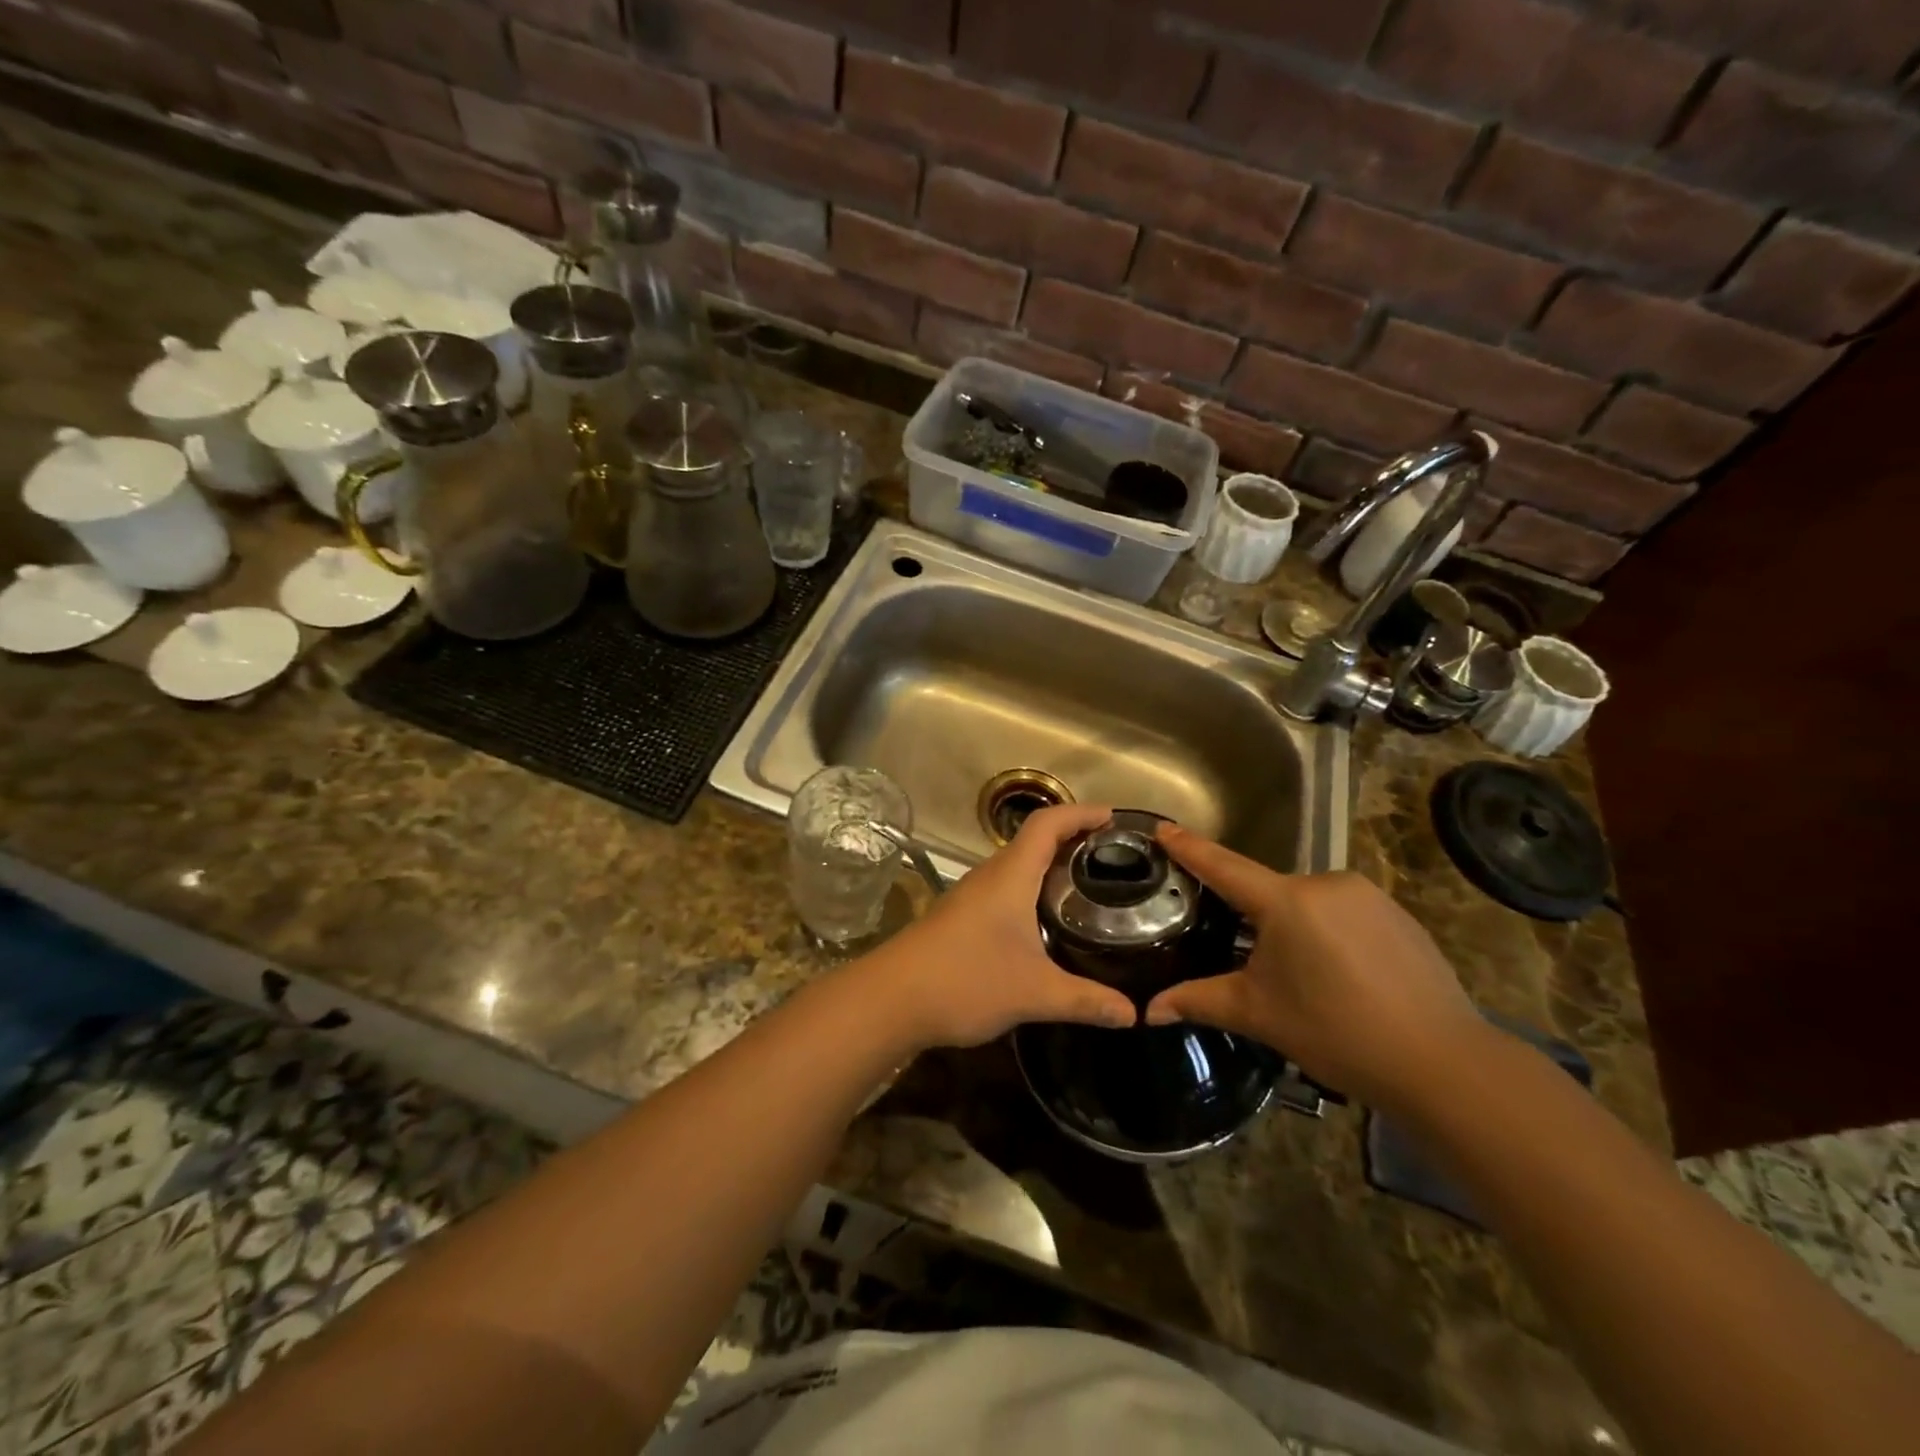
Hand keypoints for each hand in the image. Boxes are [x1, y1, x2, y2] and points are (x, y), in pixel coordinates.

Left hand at [856, 804, 1138, 1050]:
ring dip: (1052, 866)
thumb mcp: (1034, 993)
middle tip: (1114, 858)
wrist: (891, 999)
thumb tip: (1135, 1014)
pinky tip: (1049, 921)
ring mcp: (973, 895)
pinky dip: (1034, 890)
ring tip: (1090, 886)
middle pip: (1035, 840)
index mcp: (1010, 875)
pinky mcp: (963, 917)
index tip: (1115, 820)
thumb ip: (1086, 1000)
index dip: (1082, 813)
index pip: (1048, 823)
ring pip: (1019, 866)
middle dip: (1074, 840)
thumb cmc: (965, 980)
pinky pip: (1007, 888)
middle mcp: (991, 876)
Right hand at [1143, 825, 1483, 1111]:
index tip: (1163, 826)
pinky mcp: (1397, 914)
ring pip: (1307, 902)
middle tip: (1239, 952)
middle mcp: (1326, 883)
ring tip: (1296, 974)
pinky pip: (1343, 912)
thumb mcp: (1259, 1014)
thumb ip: (1198, 1001)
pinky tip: (1337, 974)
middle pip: (1268, 891)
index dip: (1189, 847)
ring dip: (1291, 926)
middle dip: (1249, 916)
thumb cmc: (1336, 1032)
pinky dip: (1327, 932)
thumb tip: (1147, 1011)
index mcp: (1286, 901)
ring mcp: (1367, 896)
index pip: (1223, 866)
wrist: (1443, 1063)